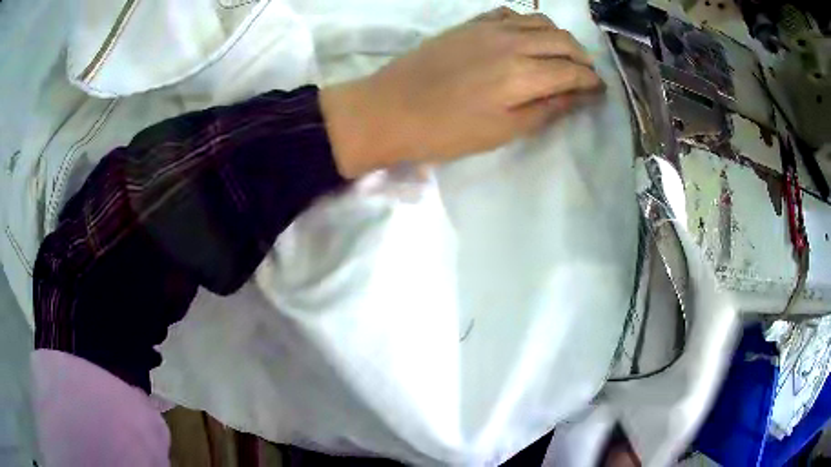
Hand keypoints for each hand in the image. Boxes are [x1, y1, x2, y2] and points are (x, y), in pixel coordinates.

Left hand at [321, 7, 603, 177]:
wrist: (390, 109)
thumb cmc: (447, 131)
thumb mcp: (503, 131)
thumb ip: (546, 110)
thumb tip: (579, 97)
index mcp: (524, 74)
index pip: (573, 71)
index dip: (591, 82)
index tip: (599, 91)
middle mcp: (513, 42)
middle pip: (563, 41)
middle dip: (582, 59)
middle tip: (584, 76)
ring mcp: (489, 28)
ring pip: (540, 22)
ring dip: (559, 38)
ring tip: (560, 57)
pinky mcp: (470, 24)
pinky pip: (510, 14)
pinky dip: (528, 24)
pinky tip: (526, 38)